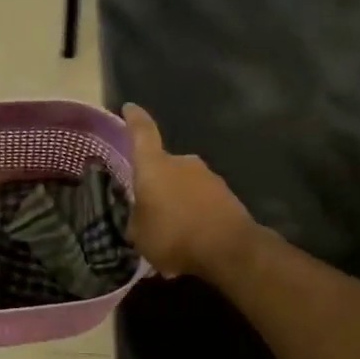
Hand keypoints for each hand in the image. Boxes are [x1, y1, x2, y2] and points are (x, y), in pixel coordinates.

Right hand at [123, 103, 257, 278]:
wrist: (230, 250)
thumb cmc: (174, 236)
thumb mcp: (139, 234)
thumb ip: (137, 217)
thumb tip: (141, 213)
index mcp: (155, 166)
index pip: (142, 133)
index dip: (134, 120)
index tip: (129, 108)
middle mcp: (183, 163)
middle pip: (164, 165)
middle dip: (157, 181)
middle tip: (150, 205)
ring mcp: (209, 177)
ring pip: (185, 183)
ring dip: (178, 198)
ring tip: (173, 227)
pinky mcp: (228, 195)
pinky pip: (203, 200)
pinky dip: (196, 211)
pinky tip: (193, 234)